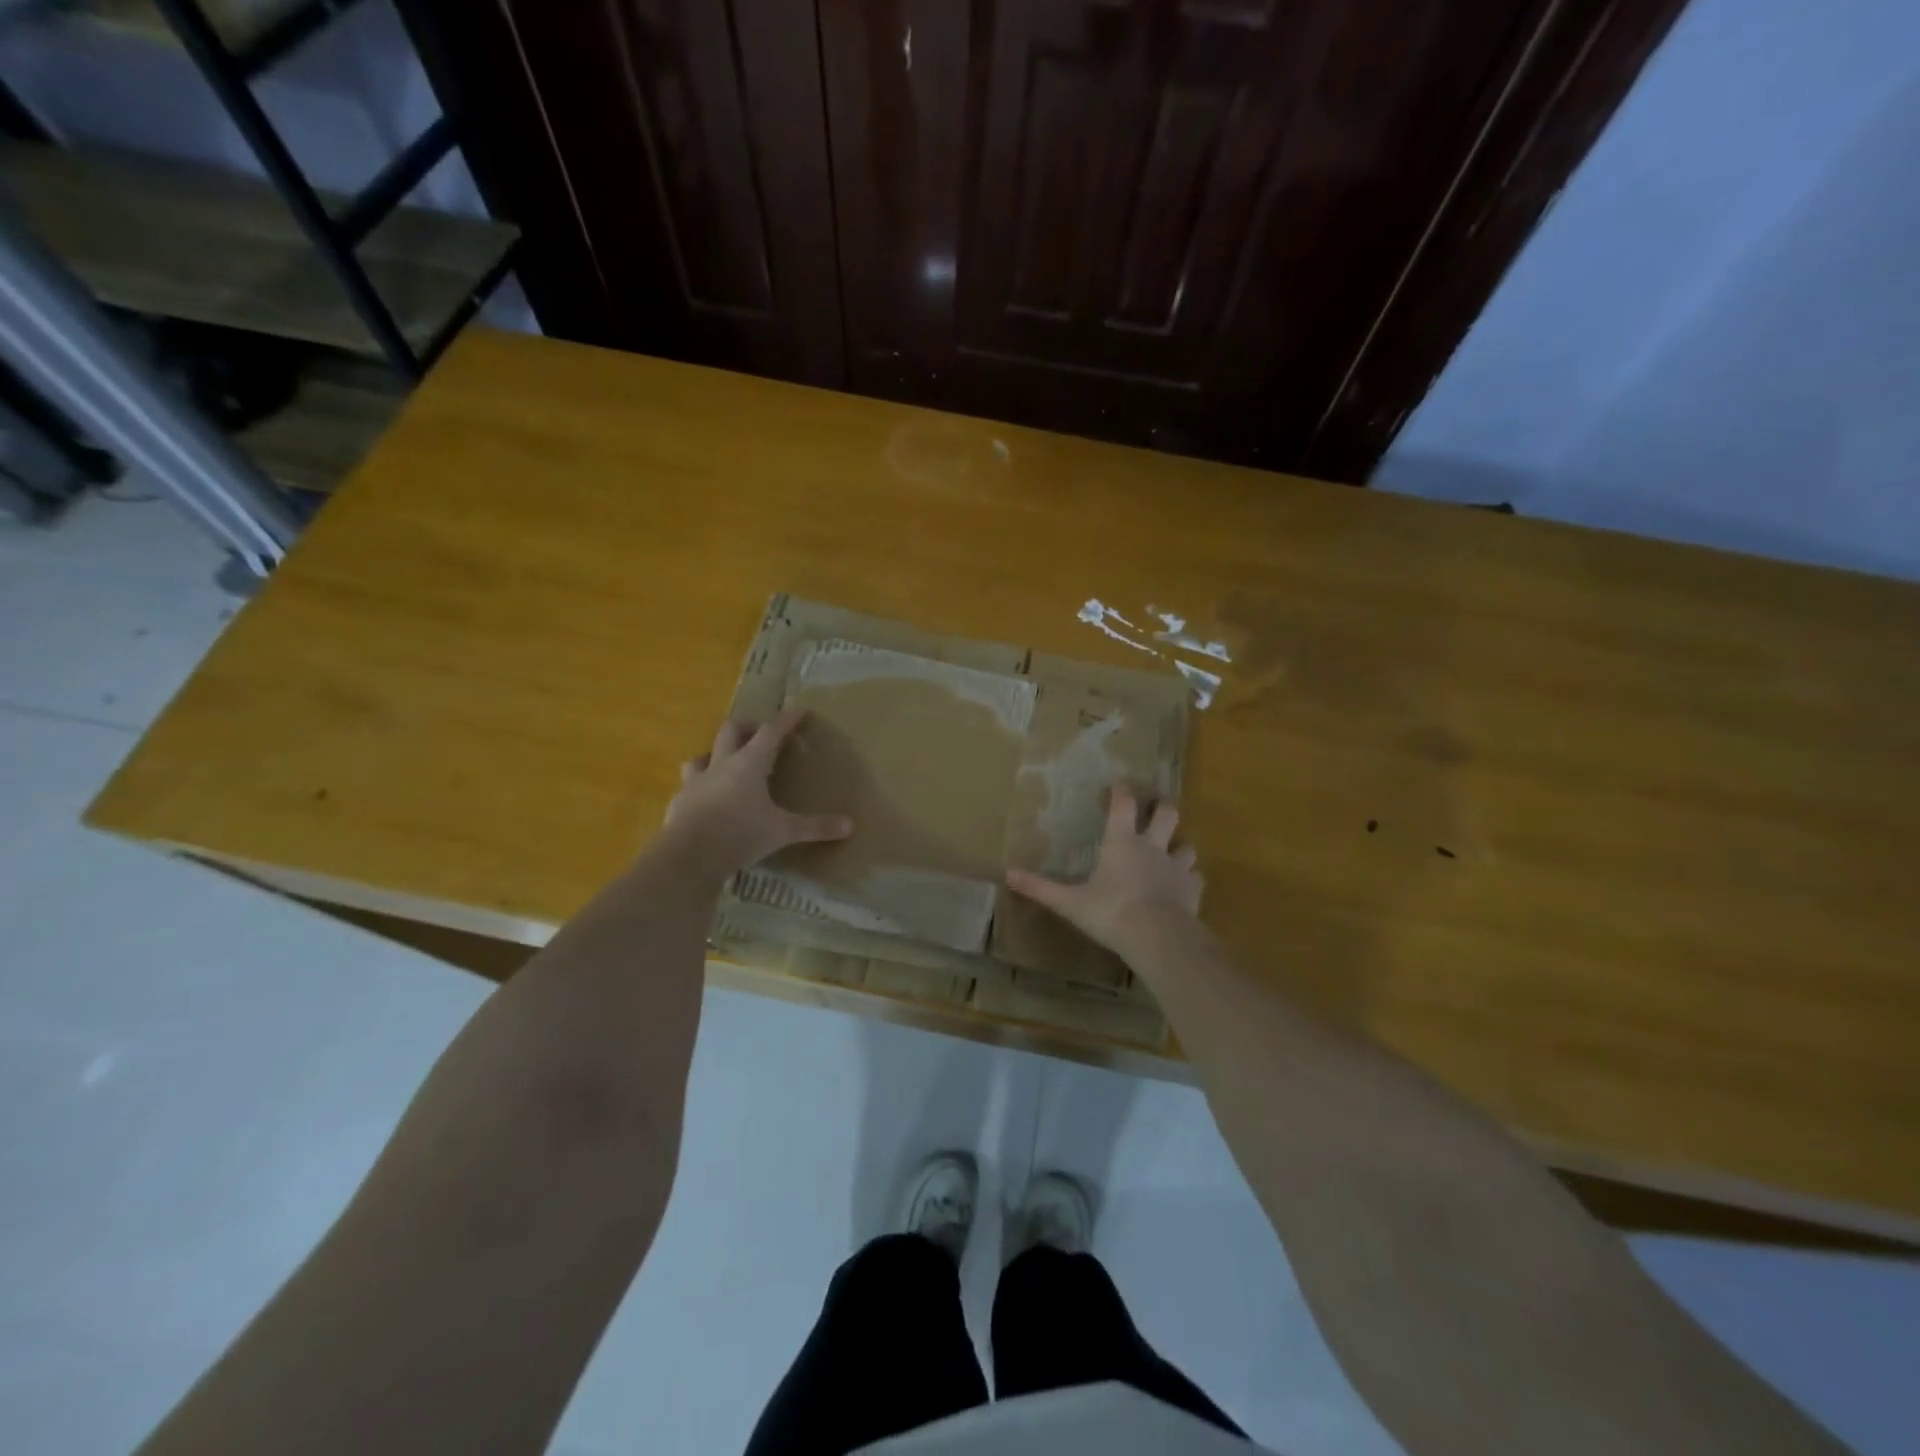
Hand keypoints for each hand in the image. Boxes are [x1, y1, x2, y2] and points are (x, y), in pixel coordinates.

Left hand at [664, 708, 851, 874]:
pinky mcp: (678, 804)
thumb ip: (815, 827)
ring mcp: (695, 783)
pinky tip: (704, 802)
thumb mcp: (783, 832)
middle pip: (731, 732)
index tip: (798, 709)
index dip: (786, 720)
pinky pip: (688, 788)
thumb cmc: (740, 834)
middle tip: (759, 732)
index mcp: (749, 764)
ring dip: (714, 754)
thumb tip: (850, 826)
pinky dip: (699, 789)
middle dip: (747, 727)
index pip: (771, 732)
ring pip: (702, 756)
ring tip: (724, 762)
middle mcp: (721, 765)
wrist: (687, 857)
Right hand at [1005, 785, 1201, 958]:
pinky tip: (1184, 886)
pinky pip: (1195, 878)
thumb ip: (1041, 888)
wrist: (1158, 937)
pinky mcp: (1193, 890)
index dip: (1121, 792)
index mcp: (1122, 843)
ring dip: (1180, 846)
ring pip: (1186, 846)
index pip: (1123, 806)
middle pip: (1167, 814)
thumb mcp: (1070, 902)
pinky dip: (1190, 879)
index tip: (1120, 784)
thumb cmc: (1111, 912)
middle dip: (1163, 807)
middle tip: (1159, 806)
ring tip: (1174, 850)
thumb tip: (1007, 875)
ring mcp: (1177, 868)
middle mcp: (1152, 848)